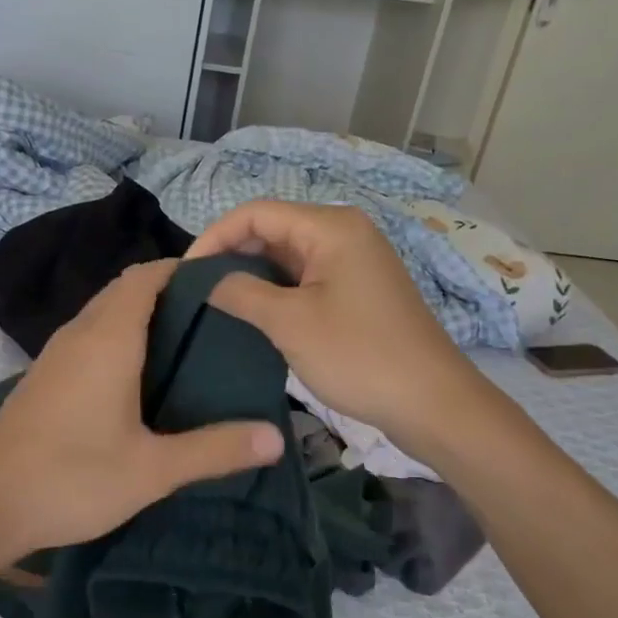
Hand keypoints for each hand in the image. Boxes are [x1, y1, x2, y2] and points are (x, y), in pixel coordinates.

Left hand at [0, 259, 283, 564]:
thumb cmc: (71, 478)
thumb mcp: (152, 470)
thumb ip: (214, 449)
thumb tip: (276, 436)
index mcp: (108, 339)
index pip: (146, 276)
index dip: (183, 269)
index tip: (222, 282)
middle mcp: (79, 334)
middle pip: (125, 289)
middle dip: (168, 290)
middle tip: (215, 316)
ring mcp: (55, 354)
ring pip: (103, 312)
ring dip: (140, 314)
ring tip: (186, 341)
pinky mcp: (43, 376)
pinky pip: (88, 336)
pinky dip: (117, 336)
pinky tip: (138, 376)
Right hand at [188, 201, 482, 453]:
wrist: (432, 403)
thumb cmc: (358, 355)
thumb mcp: (289, 322)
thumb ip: (239, 292)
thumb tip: (202, 280)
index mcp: (330, 226)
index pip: (255, 213)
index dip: (214, 237)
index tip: (185, 274)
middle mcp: (344, 232)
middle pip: (272, 229)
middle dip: (231, 255)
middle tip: (197, 291)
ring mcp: (353, 260)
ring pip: (286, 255)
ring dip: (251, 274)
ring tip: (217, 303)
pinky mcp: (357, 288)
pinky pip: (305, 276)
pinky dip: (275, 289)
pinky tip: (253, 312)